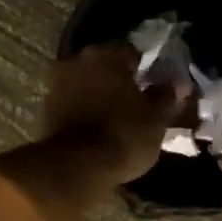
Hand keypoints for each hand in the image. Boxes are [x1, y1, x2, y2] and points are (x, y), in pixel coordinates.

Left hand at [40, 44, 182, 186]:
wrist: (73, 168)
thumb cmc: (122, 137)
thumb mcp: (156, 120)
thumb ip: (167, 97)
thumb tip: (177, 83)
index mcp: (107, 55)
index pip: (132, 51)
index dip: (146, 68)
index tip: (155, 85)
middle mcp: (78, 60)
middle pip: (105, 65)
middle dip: (119, 79)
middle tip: (136, 101)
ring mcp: (56, 83)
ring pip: (85, 82)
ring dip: (98, 93)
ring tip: (115, 117)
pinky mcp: (44, 108)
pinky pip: (70, 102)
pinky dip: (82, 109)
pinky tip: (95, 128)